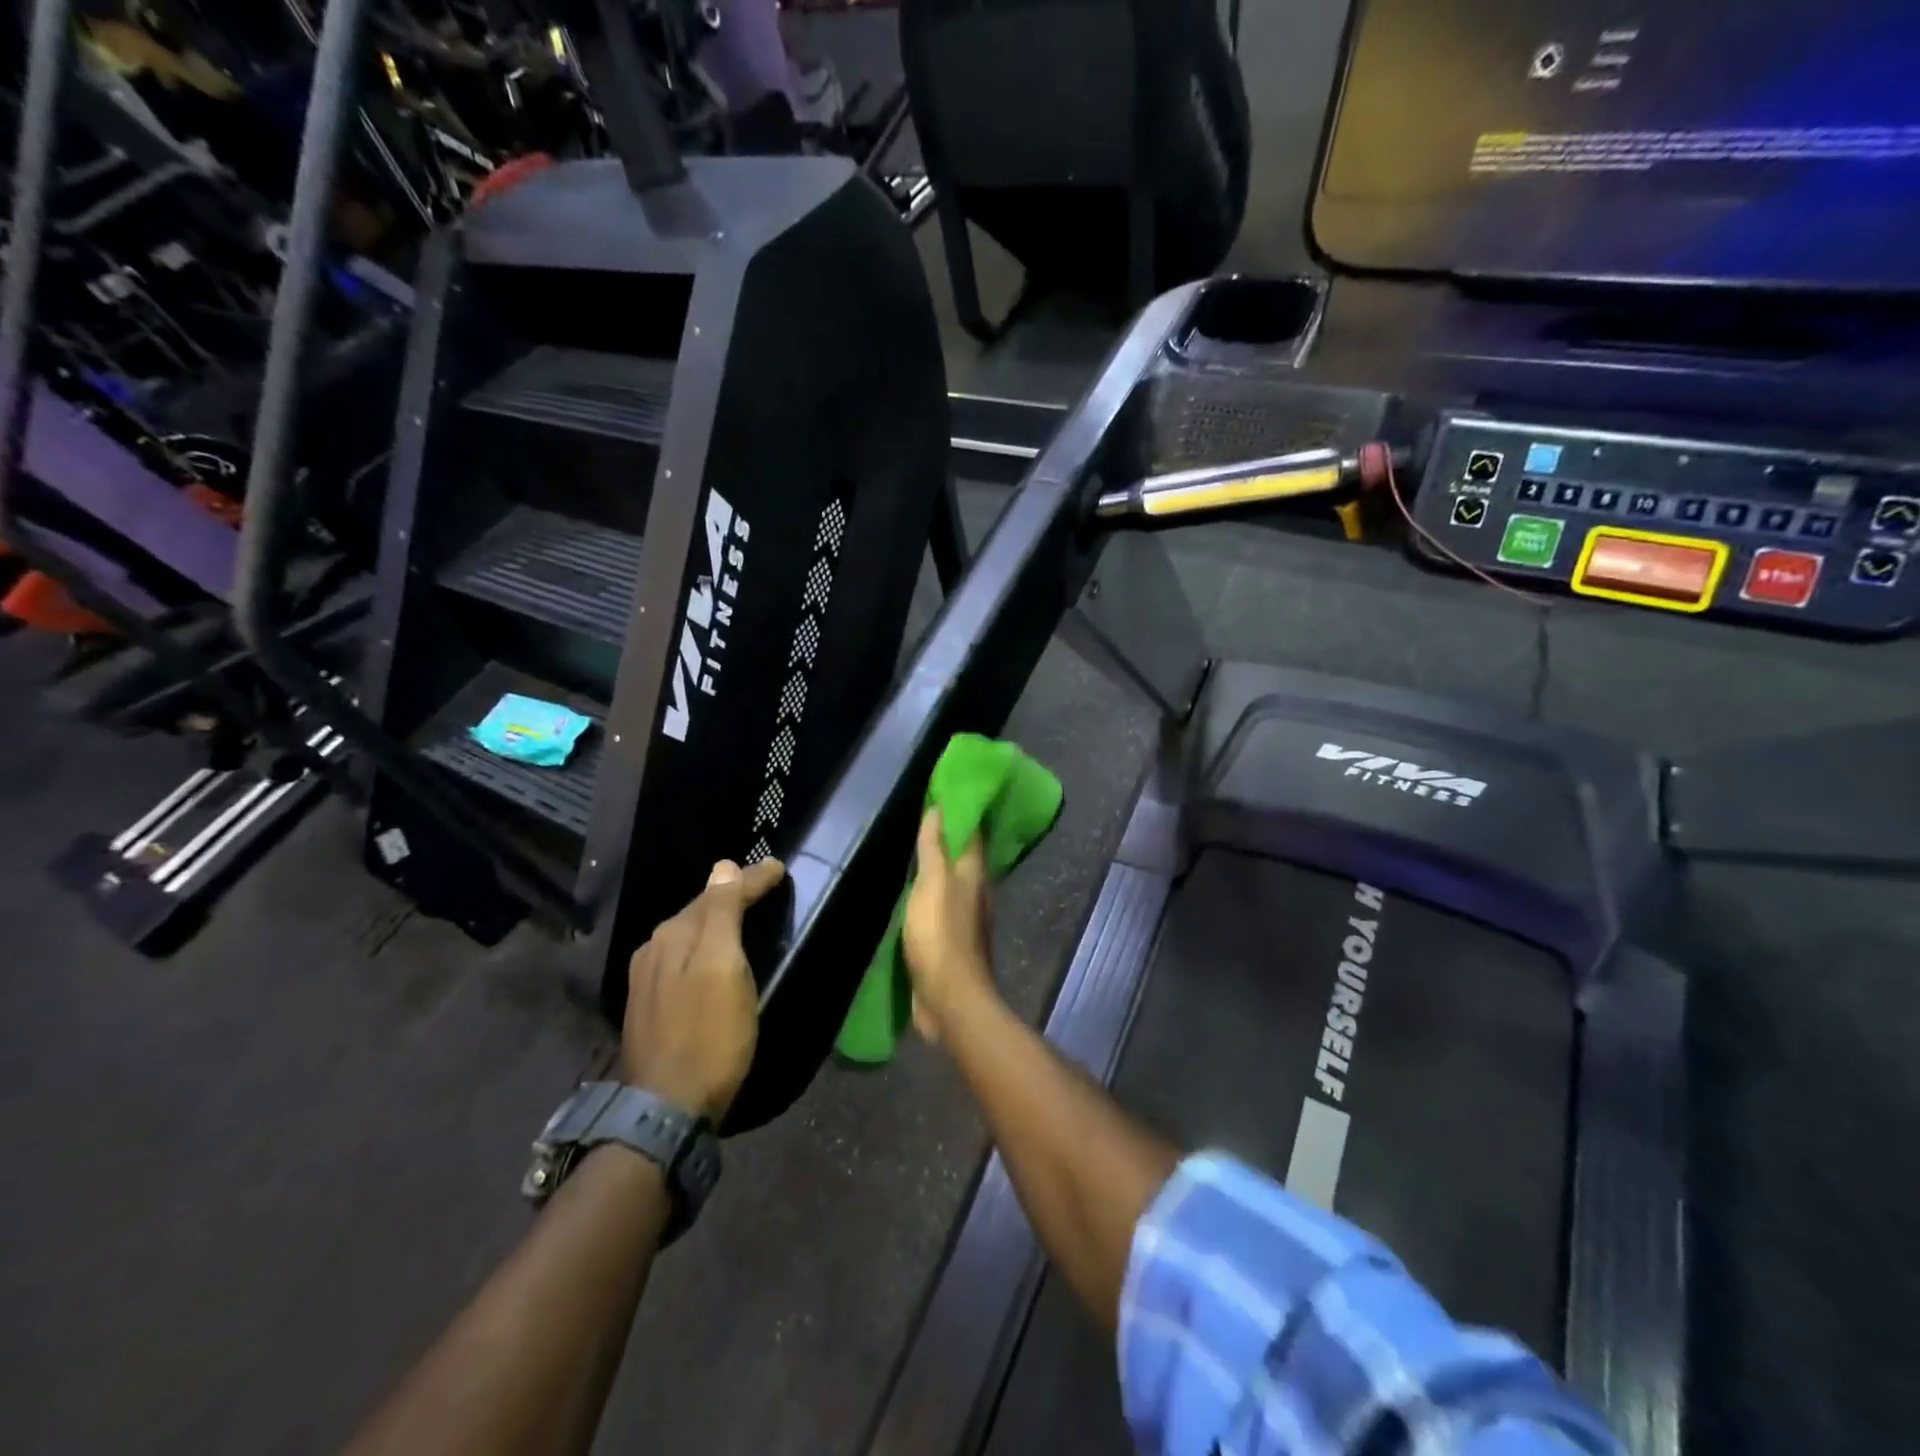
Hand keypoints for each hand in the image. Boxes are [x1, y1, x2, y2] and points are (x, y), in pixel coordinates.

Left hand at [621, 858, 784, 1120]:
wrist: (666, 1109)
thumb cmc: (709, 1036)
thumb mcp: (723, 969)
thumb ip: (722, 914)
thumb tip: (723, 866)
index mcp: (675, 934)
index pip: (718, 891)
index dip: (751, 879)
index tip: (779, 868)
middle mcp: (654, 947)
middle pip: (700, 909)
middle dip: (731, 894)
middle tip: (764, 887)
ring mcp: (646, 978)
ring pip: (688, 933)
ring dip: (715, 920)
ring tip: (743, 916)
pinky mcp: (647, 1005)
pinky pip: (680, 957)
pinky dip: (702, 945)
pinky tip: (711, 955)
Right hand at [902, 809, 996, 1042]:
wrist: (950, 999)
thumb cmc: (940, 936)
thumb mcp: (933, 884)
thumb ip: (934, 848)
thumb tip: (939, 807)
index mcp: (975, 875)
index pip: (973, 832)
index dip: (962, 811)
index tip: (948, 790)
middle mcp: (976, 892)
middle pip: (965, 856)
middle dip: (952, 836)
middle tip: (930, 814)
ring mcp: (966, 918)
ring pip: (954, 881)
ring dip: (942, 864)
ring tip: (921, 848)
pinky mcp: (952, 940)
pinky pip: (943, 905)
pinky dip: (933, 891)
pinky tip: (919, 891)